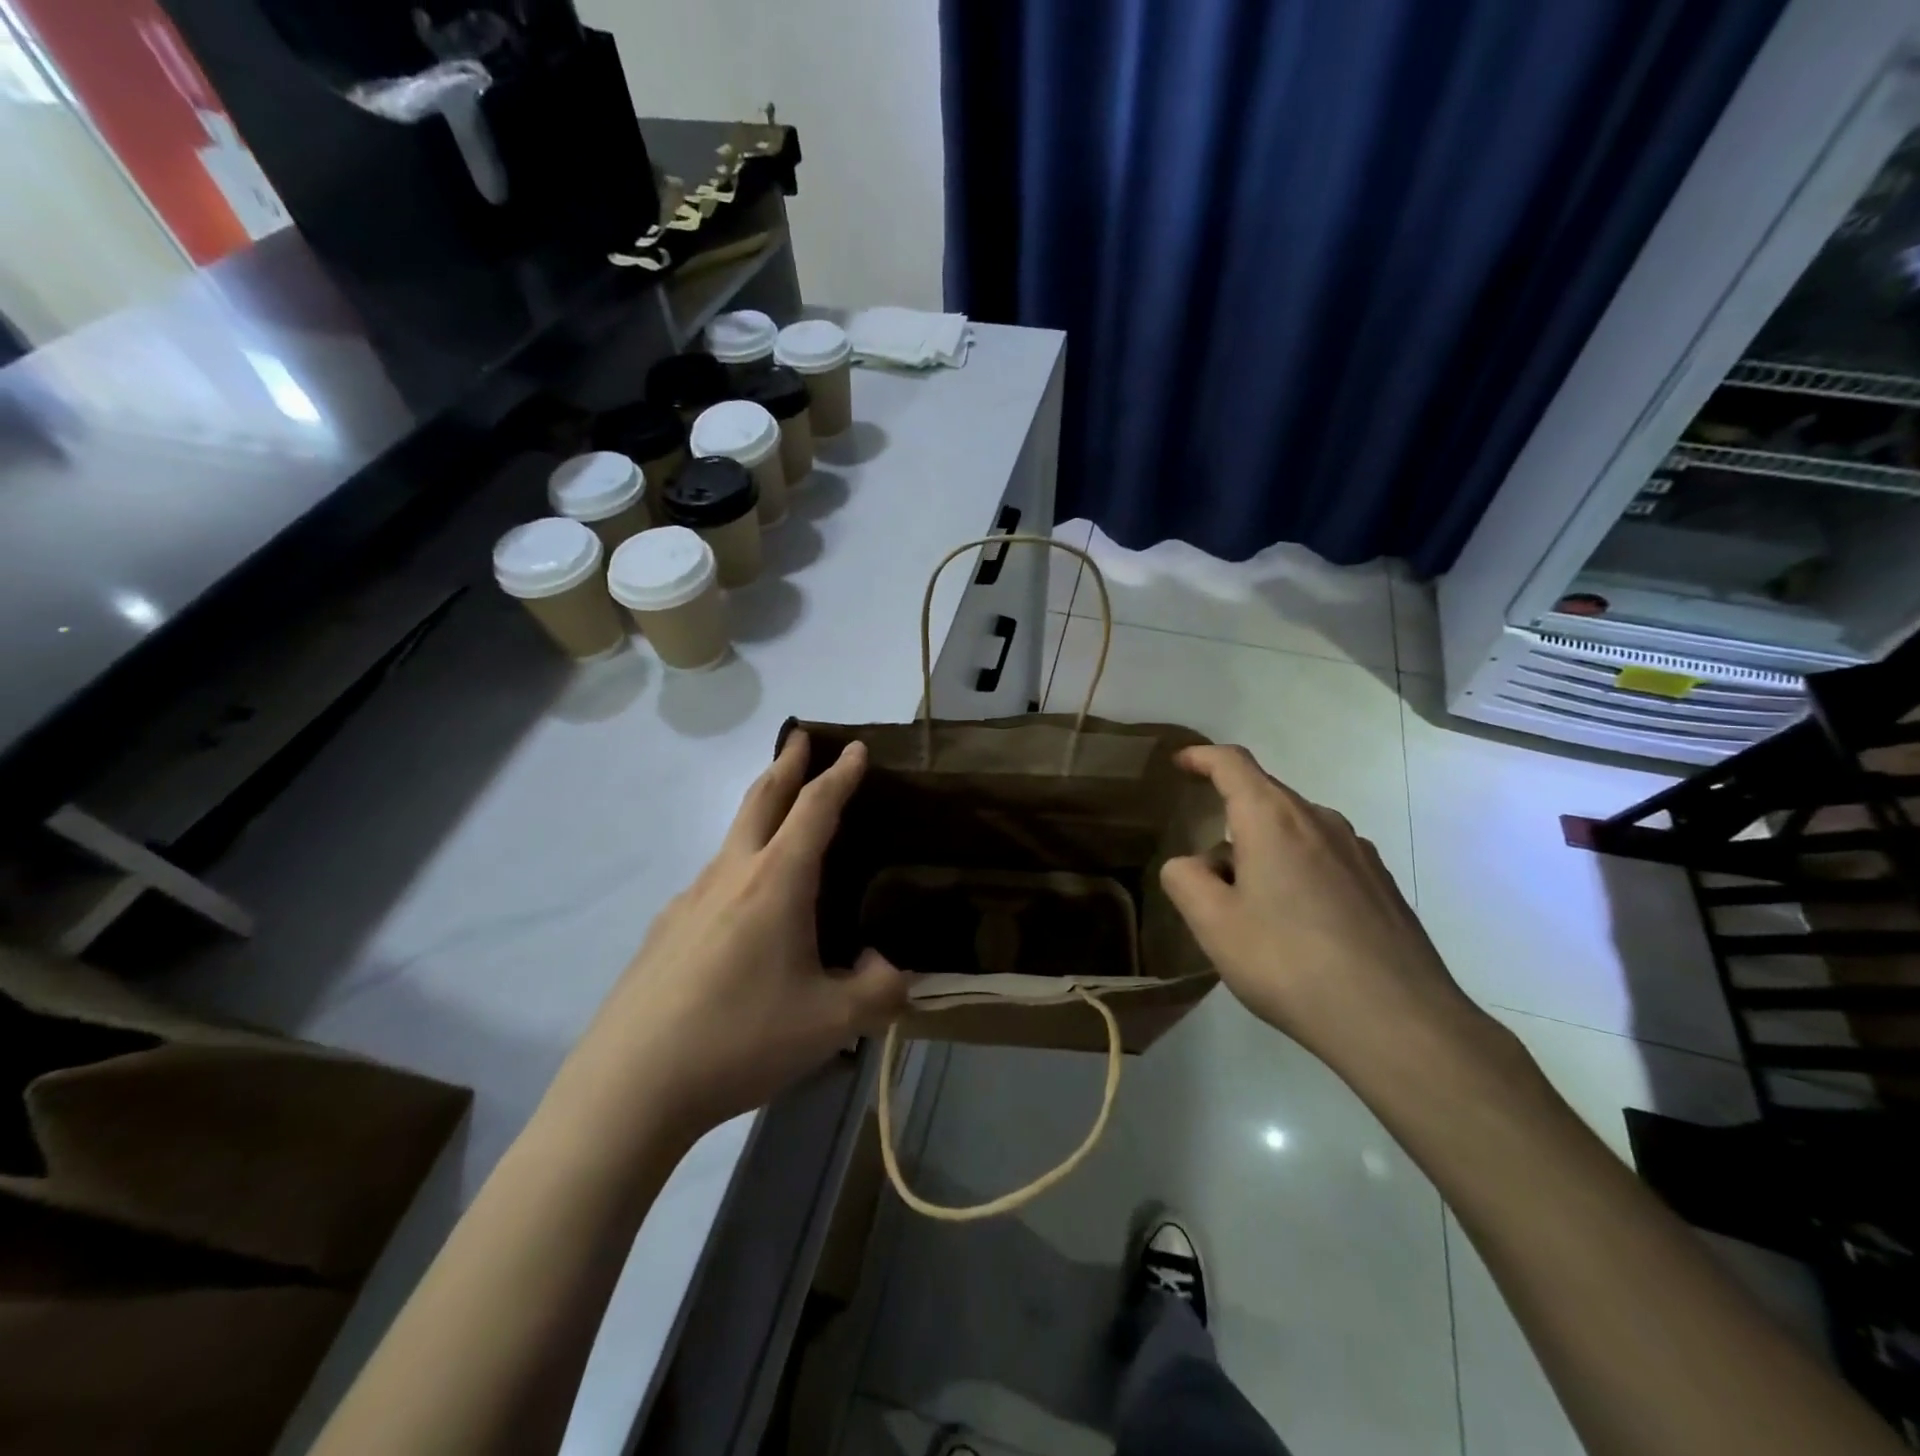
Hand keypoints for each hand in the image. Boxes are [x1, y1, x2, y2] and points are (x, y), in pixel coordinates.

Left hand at [589, 731, 908, 1136]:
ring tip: (781, 822)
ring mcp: (688, 900)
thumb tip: (890, 968)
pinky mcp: (664, 931)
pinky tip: (741, 911)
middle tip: (800, 738)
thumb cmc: (740, 1039)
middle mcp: (730, 875)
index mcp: (775, 883)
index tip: (856, 748)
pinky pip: (711, 882)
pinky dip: (738, 867)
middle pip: (761, 800)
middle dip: (786, 765)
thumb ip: (879, 990)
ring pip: (732, 838)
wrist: (630, 1085)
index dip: (840, 776)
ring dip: (760, 812)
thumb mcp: (831, 1023)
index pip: (815, 810)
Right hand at [1159, 745, 1488, 1073]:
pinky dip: (1297, 871)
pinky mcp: (1381, 884)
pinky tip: (1297, 926)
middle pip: (1265, 797)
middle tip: (1207, 871)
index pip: (1232, 764)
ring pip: (1296, 830)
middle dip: (1229, 819)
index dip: (1202, 757)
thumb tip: (1191, 863)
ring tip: (1251, 907)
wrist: (1398, 1022)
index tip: (1181, 763)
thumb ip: (1185, 880)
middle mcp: (1320, 821)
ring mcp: (1358, 851)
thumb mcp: (1214, 925)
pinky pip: (1324, 858)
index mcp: (1273, 819)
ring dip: (1264, 850)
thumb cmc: (1290, 963)